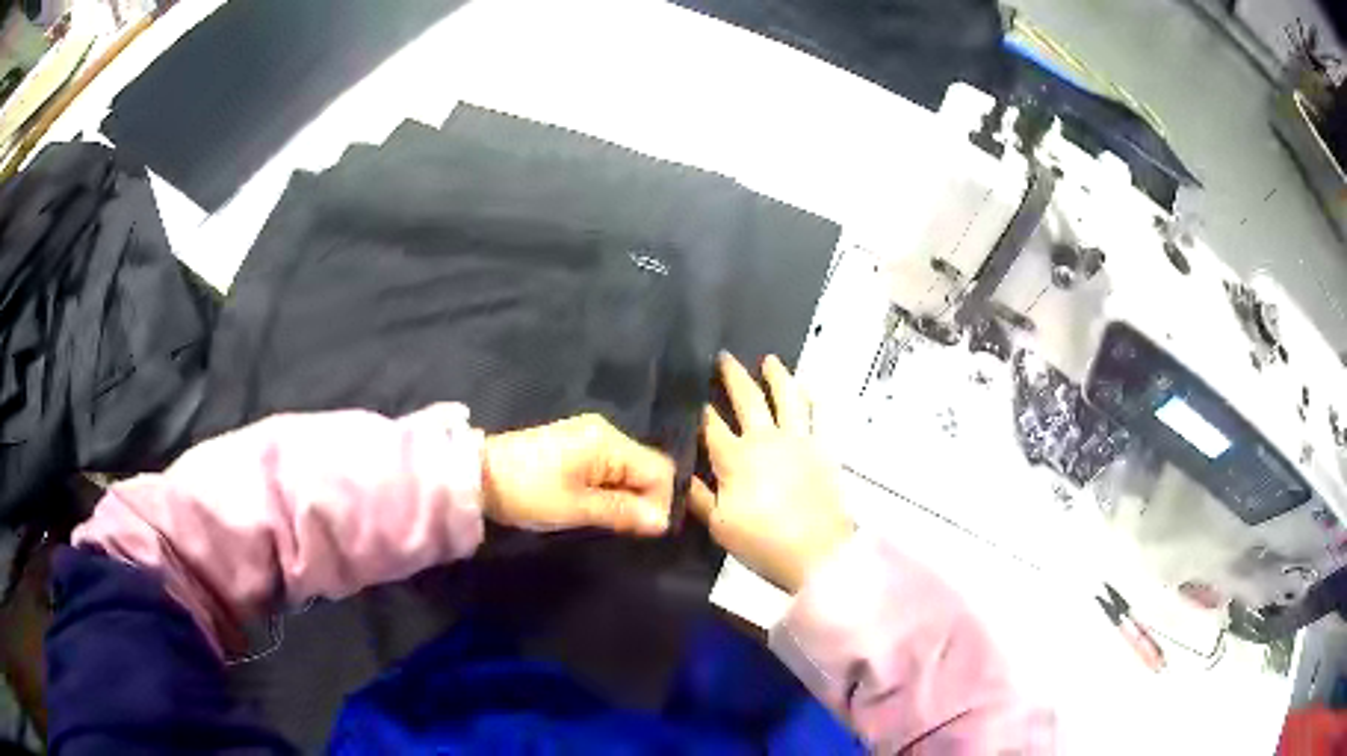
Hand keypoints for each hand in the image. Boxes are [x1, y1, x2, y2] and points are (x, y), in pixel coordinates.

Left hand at [483, 414, 673, 534]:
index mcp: (609, 441)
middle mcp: (606, 430)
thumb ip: (622, 513)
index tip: (643, 530)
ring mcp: (590, 434)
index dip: (660, 501)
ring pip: (629, 467)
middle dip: (643, 499)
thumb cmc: (527, 492)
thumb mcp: (576, 508)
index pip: (659, 469)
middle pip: (646, 466)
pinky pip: (610, 465)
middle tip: (622, 528)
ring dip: (625, 495)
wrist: (477, 474)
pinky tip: (594, 504)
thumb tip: (662, 522)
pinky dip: (610, 487)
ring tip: (607, 519)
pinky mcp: (576, 443)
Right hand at [690, 353, 852, 592]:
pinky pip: (818, 415)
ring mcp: (798, 441)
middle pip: (747, 399)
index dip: (700, 409)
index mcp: (735, 459)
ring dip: (777, 375)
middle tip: (725, 357)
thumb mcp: (720, 527)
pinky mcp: (823, 449)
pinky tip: (808, 388)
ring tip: (770, 360)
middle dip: (733, 376)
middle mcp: (765, 440)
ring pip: (787, 397)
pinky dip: (813, 398)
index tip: (693, 393)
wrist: (818, 554)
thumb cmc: (763, 543)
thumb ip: (700, 498)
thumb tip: (681, 476)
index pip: (711, 425)